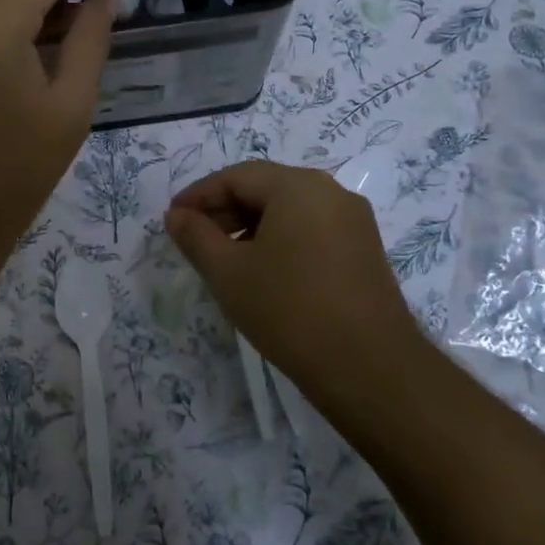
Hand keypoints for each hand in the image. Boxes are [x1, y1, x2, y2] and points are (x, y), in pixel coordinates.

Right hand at [165, 161, 420, 384]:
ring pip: (288, 210)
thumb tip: (176, 215)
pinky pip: (311, 229)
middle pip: (265, 188)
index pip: (236, 176)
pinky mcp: (364, 250)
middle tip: (193, 240)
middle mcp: (331, 192)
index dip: (199, 196)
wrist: (371, 368)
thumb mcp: (228, 273)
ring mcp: (353, 221)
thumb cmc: (289, 309)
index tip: (172, 220)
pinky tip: (262, 271)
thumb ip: (196, 237)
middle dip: (224, 210)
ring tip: (223, 259)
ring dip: (250, 226)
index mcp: (298, 186)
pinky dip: (279, 240)